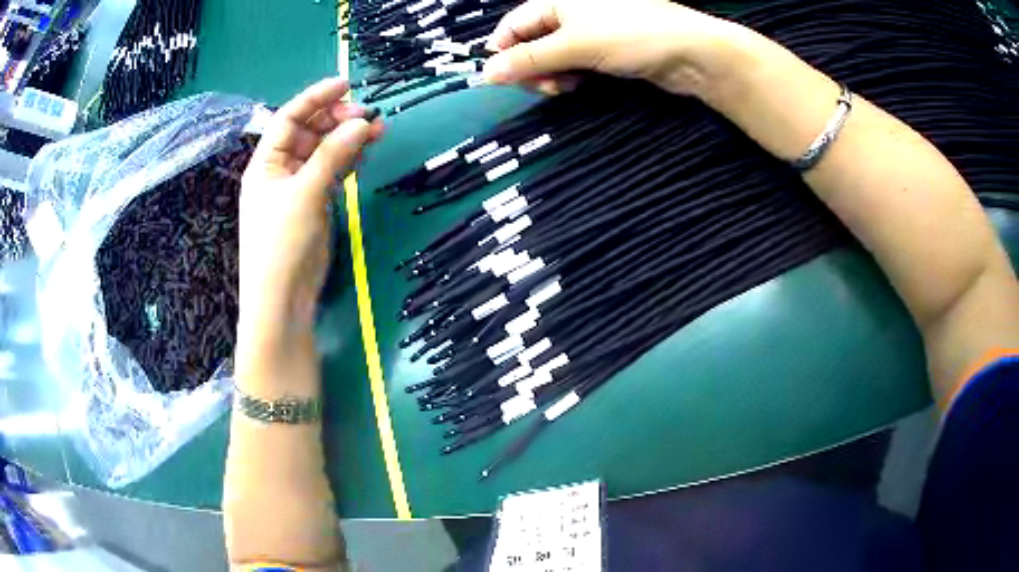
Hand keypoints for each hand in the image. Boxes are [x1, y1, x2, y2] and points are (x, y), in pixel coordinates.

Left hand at [239, 78, 382, 338]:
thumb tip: (363, 122)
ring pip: (326, 151)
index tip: (346, 85)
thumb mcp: (305, 193)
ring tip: (378, 130)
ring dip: (349, 139)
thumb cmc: (282, 243)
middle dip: (337, 119)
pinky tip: (365, 152)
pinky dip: (349, 160)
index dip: (316, 98)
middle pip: (310, 132)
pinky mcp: (316, 203)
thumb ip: (333, 155)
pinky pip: (333, 172)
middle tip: (368, 116)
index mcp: (267, 162)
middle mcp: (281, 169)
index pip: (290, 118)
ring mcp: (300, 187)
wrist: (283, 299)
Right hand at [482, 0, 754, 97]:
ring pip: (553, 55)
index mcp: (557, 1)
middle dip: (530, 66)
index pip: (514, 24)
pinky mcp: (606, 50)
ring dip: (550, 74)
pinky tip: (577, 85)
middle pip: (531, 41)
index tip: (502, 78)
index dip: (503, 50)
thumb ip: (528, 59)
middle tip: (544, 87)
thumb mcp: (574, 45)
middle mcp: (570, 13)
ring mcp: (590, 31)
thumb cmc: (630, 35)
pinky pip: (575, 63)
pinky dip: (571, 76)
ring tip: (564, 87)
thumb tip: (485, 74)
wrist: (690, 52)